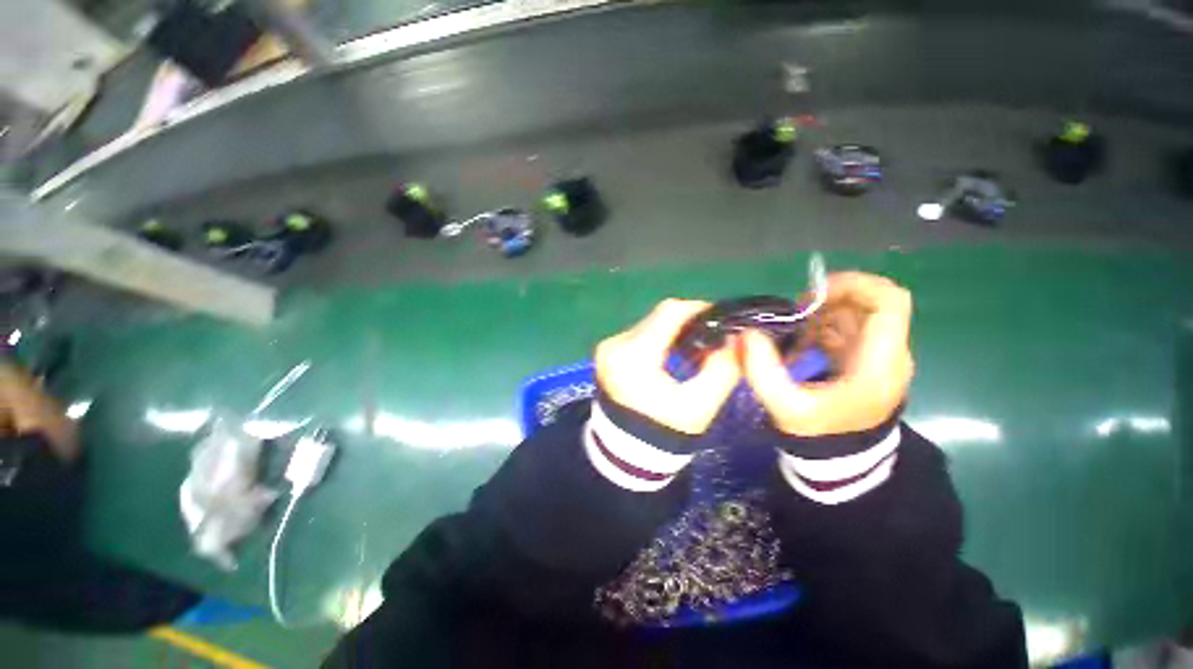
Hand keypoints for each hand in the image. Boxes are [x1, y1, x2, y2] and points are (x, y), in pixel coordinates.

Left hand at [595, 299, 740, 434]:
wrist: (624, 455)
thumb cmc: (663, 435)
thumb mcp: (700, 405)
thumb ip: (723, 368)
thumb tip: (734, 340)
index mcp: (633, 356)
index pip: (669, 313)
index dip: (698, 309)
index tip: (720, 319)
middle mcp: (614, 345)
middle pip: (658, 317)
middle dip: (687, 322)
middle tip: (712, 336)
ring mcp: (606, 348)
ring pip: (648, 324)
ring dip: (672, 331)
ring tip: (694, 347)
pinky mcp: (606, 354)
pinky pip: (637, 335)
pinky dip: (658, 339)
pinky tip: (672, 354)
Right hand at [742, 272, 913, 435]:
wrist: (841, 458)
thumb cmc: (818, 433)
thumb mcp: (784, 405)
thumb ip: (762, 369)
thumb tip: (748, 332)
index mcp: (879, 363)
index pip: (888, 301)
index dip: (853, 284)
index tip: (813, 294)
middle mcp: (889, 354)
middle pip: (871, 303)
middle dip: (830, 300)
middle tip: (796, 313)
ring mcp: (880, 356)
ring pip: (858, 314)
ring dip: (824, 314)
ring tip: (797, 333)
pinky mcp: (867, 360)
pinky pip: (849, 329)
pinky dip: (824, 327)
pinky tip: (803, 344)